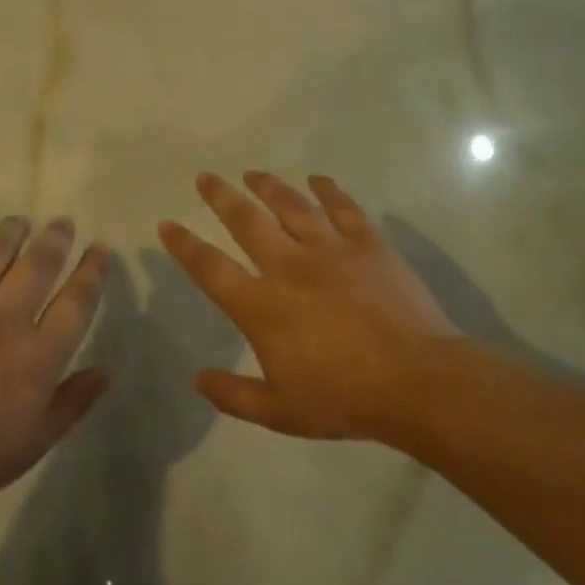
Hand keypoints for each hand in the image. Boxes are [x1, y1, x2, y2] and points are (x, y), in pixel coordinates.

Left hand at [0, 217, 110, 519]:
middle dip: (55, 240)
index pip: (76, 303)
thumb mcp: (30, 445)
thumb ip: (72, 404)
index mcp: (36, 357)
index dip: (92, 272)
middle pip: (37, 266)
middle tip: (62, 223)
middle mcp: (1, 319)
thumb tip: (107, 369)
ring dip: (10, 232)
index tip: (100, 250)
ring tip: (19, 220)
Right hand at [159, 172, 461, 439]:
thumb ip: (233, 395)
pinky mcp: (370, 245)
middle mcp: (290, 267)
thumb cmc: (344, 399)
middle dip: (221, 198)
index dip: (185, 246)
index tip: (167, 224)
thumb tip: (196, 380)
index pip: (211, 269)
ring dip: (269, 187)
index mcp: (262, 307)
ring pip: (292, 207)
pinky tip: (318, 179)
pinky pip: (345, 208)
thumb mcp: (279, 412)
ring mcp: (332, 251)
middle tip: (206, 177)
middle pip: (247, 222)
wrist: (416, 381)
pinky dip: (329, 191)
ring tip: (253, 172)